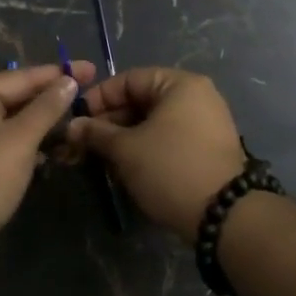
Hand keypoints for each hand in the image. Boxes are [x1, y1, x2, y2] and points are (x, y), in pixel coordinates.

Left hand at [0, 61, 94, 230]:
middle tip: (88, 97)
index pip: (24, 76)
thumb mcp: (21, 139)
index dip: (59, 74)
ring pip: (15, 121)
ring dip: (44, 124)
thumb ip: (46, 108)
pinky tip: (52, 150)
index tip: (91, 70)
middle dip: (52, 99)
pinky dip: (29, 143)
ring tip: (76, 124)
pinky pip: (8, 140)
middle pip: (18, 97)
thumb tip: (69, 80)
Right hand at [68, 67, 248, 239]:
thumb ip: (96, 133)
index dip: (98, 98)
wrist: (224, 215)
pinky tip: (126, 168)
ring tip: (101, 159)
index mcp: (180, 84)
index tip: (76, 120)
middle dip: (110, 122)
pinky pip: (169, 138)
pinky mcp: (207, 149)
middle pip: (141, 100)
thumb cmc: (171, 169)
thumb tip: (72, 126)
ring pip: (153, 122)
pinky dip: (146, 148)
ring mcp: (206, 123)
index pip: (128, 79)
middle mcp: (197, 96)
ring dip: (125, 138)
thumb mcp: (126, 150)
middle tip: (83, 144)